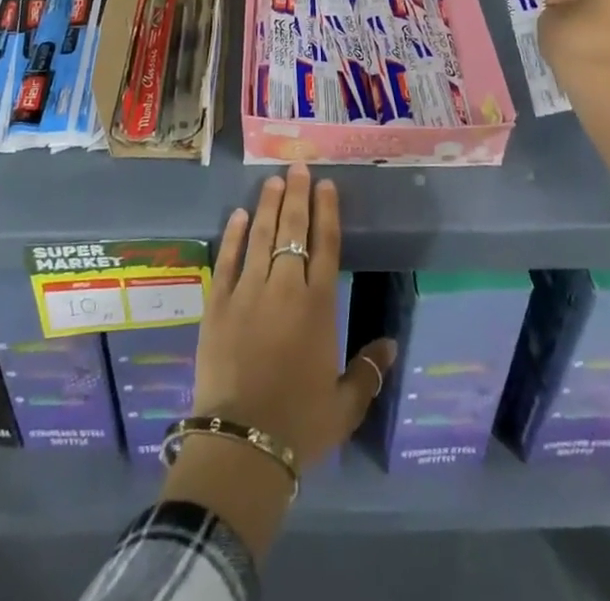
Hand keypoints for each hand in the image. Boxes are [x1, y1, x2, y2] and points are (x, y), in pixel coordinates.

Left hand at [194, 163, 396, 468]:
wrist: (242, 442)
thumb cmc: (300, 423)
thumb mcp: (345, 403)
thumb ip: (369, 371)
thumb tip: (391, 346)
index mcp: (318, 305)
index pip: (326, 245)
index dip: (326, 211)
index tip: (325, 185)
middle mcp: (284, 287)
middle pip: (292, 230)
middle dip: (297, 195)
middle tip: (297, 167)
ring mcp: (248, 291)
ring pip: (261, 236)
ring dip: (268, 205)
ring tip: (272, 180)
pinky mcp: (217, 303)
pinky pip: (227, 259)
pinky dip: (234, 235)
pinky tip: (239, 215)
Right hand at [537, 0, 609, 93]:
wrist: (606, 87)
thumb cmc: (575, 40)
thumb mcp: (548, 18)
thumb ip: (554, 11)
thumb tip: (559, 15)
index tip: (544, 9)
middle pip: (604, 4)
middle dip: (584, 13)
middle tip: (560, 26)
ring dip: (599, 33)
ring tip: (574, 47)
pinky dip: (608, 52)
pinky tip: (589, 62)